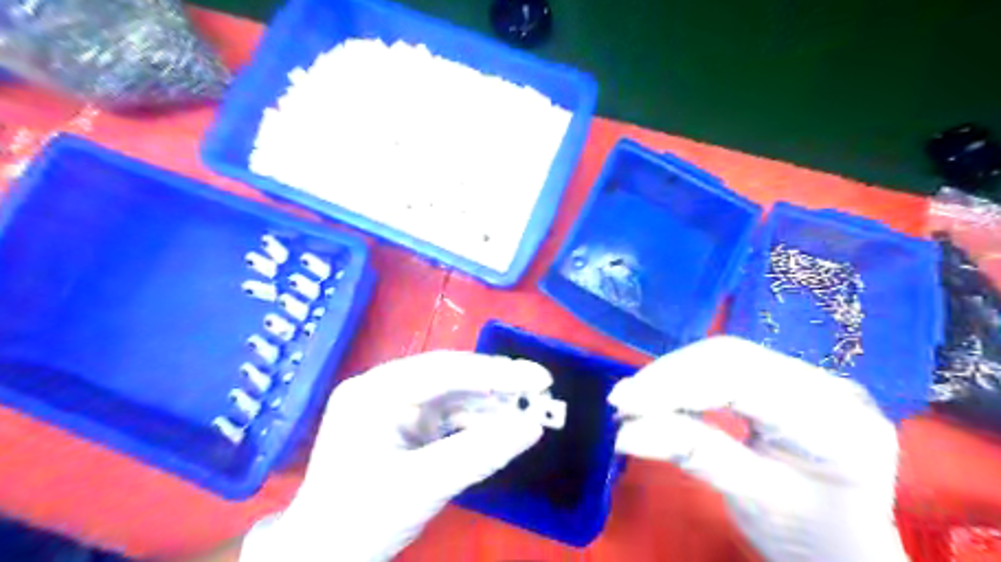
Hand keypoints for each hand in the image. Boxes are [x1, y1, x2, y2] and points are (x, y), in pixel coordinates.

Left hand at [238, 350, 550, 560]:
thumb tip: (533, 428)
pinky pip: (448, 416)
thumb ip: (479, 454)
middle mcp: (384, 389)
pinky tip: (503, 426)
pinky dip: (477, 423)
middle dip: (497, 385)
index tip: (540, 378)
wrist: (320, 560)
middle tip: (541, 389)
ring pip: (453, 396)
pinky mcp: (404, 426)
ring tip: (531, 410)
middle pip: (451, 377)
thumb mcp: (422, 487)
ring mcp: (394, 407)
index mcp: (375, 391)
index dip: (497, 373)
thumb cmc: (359, 522)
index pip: (445, 371)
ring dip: (491, 404)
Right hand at [610, 336, 908, 560]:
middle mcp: (830, 388)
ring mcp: (812, 376)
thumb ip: (692, 455)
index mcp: (836, 426)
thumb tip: (625, 431)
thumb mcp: (752, 501)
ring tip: (635, 397)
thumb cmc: (809, 535)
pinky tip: (663, 392)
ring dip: (674, 373)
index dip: (676, 385)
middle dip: (669, 375)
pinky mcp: (790, 376)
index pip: (743, 382)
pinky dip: (688, 377)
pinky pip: (728, 364)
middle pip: (733, 358)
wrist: (847, 543)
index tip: (625, 403)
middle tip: (622, 400)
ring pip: (726, 354)